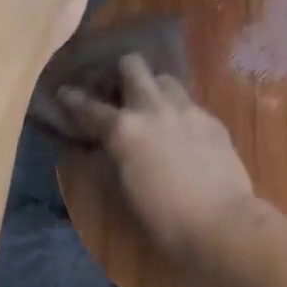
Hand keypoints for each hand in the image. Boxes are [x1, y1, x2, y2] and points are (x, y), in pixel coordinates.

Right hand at [58, 55, 259, 265]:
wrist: (222, 222)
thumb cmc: (164, 219)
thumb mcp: (124, 190)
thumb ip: (112, 158)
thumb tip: (105, 145)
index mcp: (125, 129)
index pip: (89, 106)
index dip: (72, 98)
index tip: (64, 91)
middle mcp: (154, 108)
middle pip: (132, 65)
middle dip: (119, 73)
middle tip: (117, 94)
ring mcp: (187, 109)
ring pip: (164, 78)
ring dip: (152, 88)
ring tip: (152, 110)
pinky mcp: (212, 119)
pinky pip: (189, 104)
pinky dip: (178, 112)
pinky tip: (182, 134)